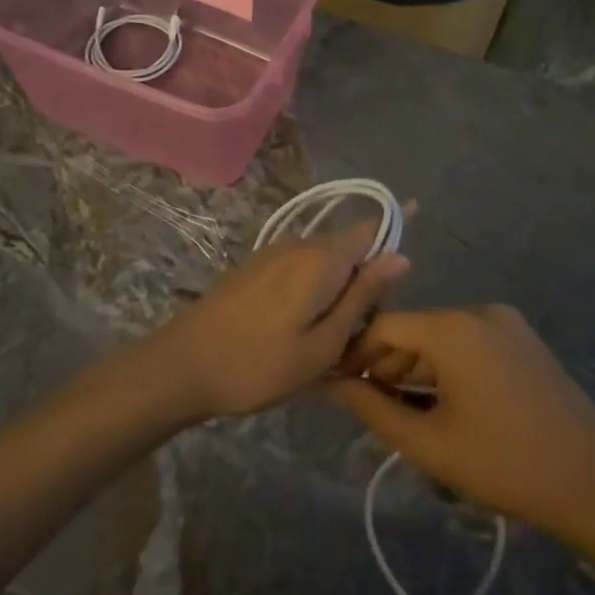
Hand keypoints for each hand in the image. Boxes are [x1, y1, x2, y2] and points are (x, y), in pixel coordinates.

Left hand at [145, 219, 408, 420]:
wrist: (180, 367)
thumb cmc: (259, 365)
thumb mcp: (323, 344)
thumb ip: (362, 297)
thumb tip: (401, 255)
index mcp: (321, 259)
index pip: (370, 228)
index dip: (395, 227)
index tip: (414, 242)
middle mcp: (298, 244)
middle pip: (349, 248)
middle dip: (366, 278)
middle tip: (363, 333)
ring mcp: (272, 254)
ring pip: (323, 261)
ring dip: (337, 289)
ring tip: (332, 340)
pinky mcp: (254, 268)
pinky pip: (299, 269)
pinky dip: (313, 291)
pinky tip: (302, 329)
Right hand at [327, 305, 594, 539]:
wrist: (594, 482)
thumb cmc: (503, 462)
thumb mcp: (428, 442)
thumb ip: (373, 408)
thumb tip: (331, 385)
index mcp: (454, 327)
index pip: (386, 325)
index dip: (357, 353)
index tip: (338, 385)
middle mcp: (481, 312)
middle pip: (416, 329)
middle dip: (387, 364)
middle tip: (370, 406)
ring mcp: (509, 324)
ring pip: (444, 337)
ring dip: (417, 368)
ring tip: (403, 412)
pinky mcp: (526, 342)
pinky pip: (472, 344)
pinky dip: (449, 367)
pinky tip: (442, 404)